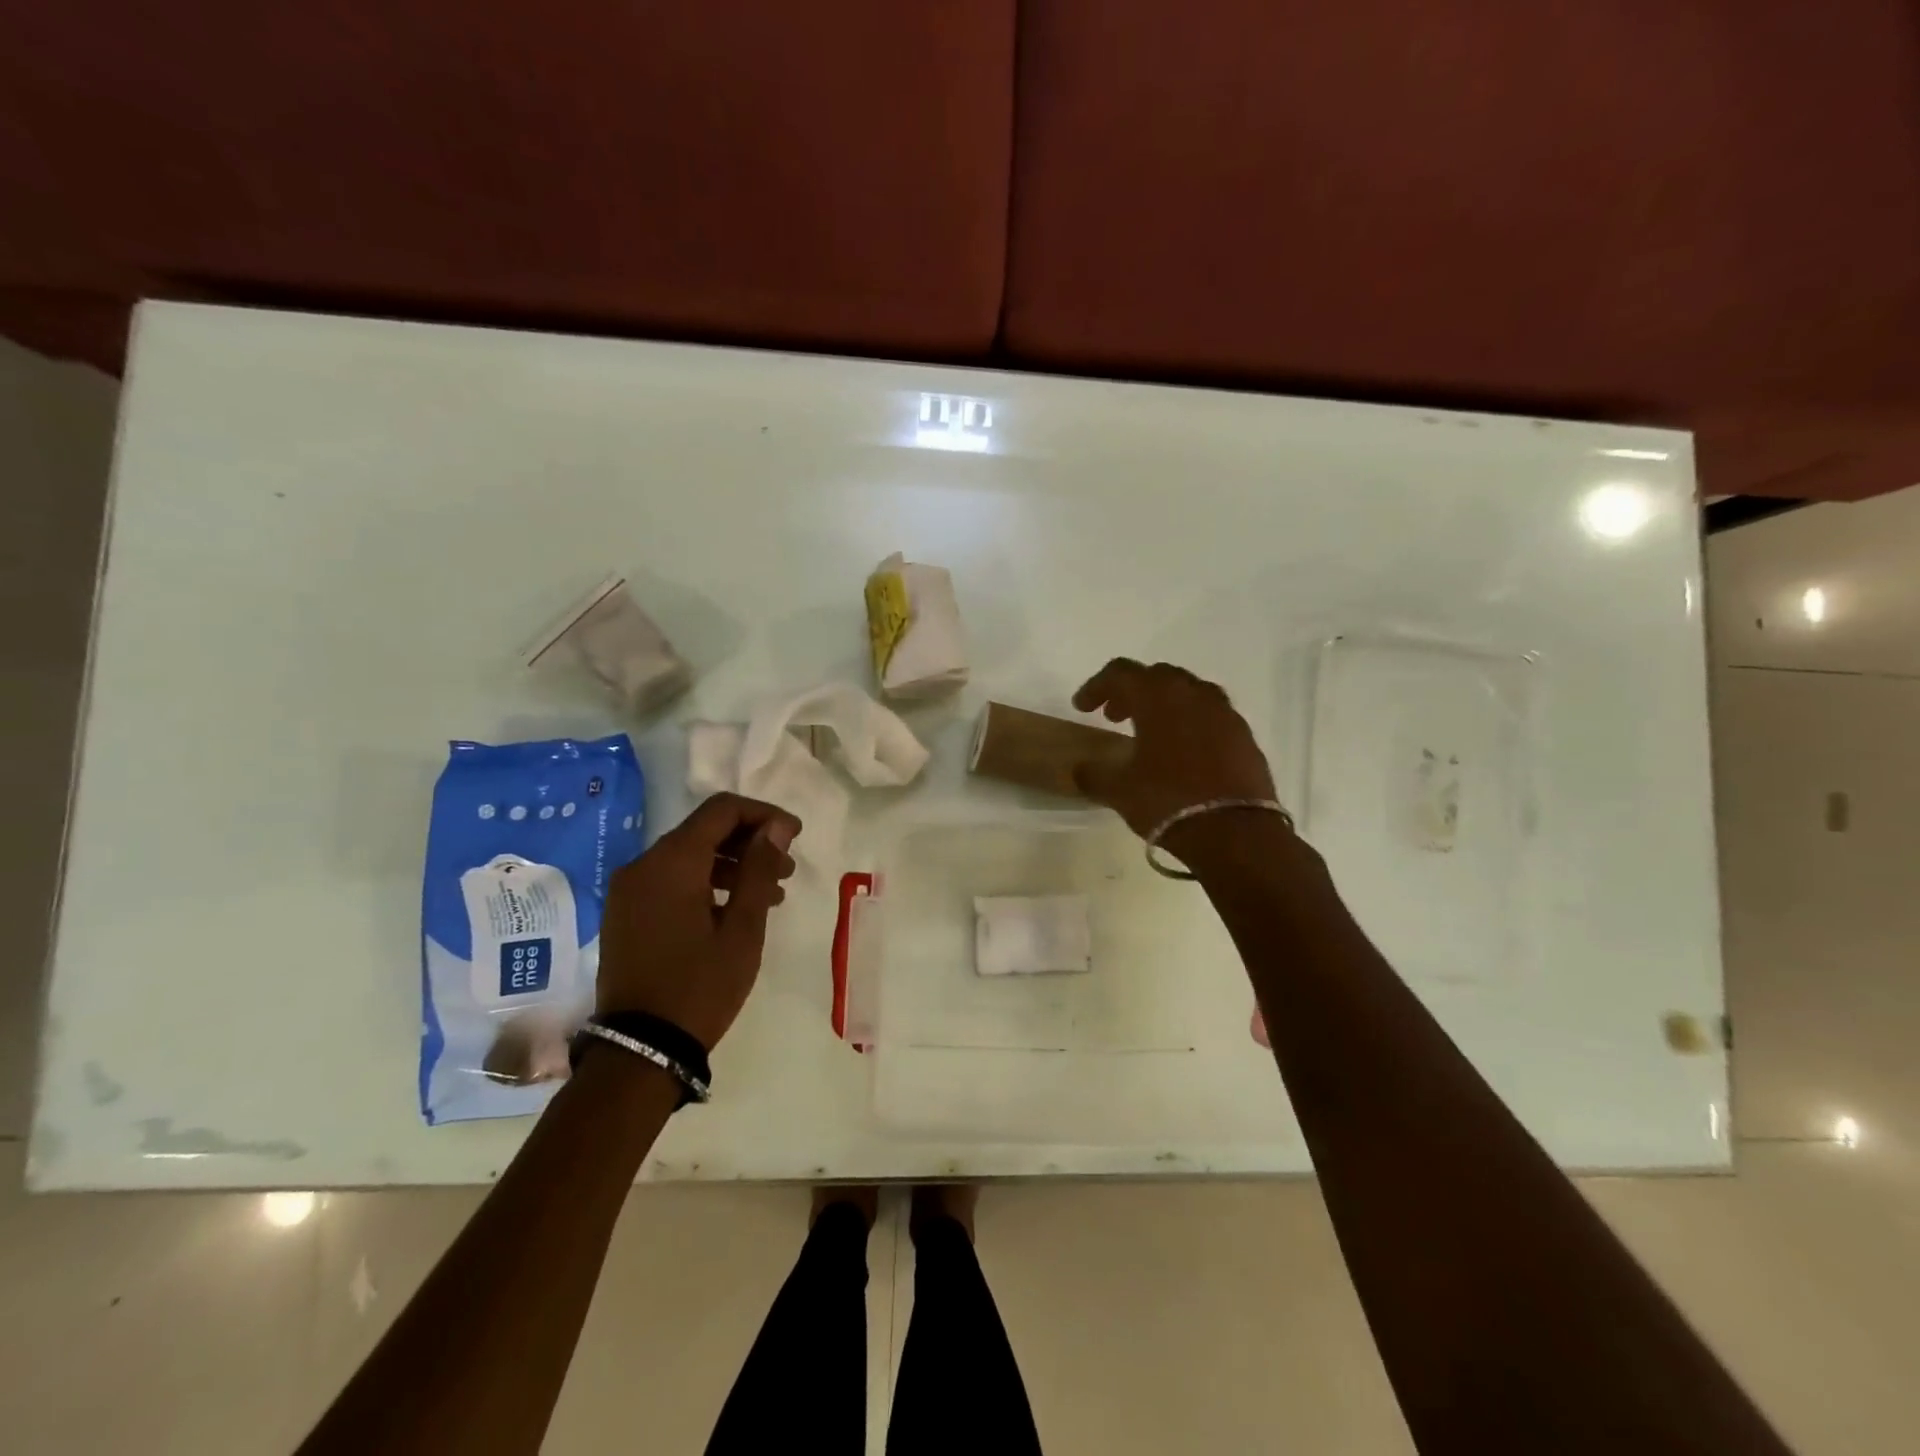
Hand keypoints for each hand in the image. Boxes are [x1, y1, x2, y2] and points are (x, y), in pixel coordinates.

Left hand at [595, 792, 800, 1049]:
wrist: (640, 1050)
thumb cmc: (701, 985)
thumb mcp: (743, 928)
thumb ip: (759, 868)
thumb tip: (776, 827)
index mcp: (672, 862)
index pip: (722, 810)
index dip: (764, 814)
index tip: (795, 836)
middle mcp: (643, 865)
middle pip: (704, 830)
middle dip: (750, 842)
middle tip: (787, 870)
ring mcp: (629, 890)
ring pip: (688, 856)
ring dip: (732, 865)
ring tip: (770, 896)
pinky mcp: (626, 914)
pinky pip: (671, 880)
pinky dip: (706, 883)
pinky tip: (733, 910)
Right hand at [1071, 659, 1277, 837]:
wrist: (1235, 833)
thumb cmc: (1168, 800)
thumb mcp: (1118, 790)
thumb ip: (1093, 774)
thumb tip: (1081, 768)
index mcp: (1158, 696)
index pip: (1120, 673)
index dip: (1096, 686)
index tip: (1082, 708)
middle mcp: (1194, 694)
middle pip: (1157, 676)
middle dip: (1132, 692)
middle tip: (1115, 717)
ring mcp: (1225, 713)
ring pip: (1188, 693)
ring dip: (1164, 705)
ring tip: (1150, 733)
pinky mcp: (1245, 737)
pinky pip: (1211, 717)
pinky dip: (1191, 724)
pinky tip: (1183, 753)